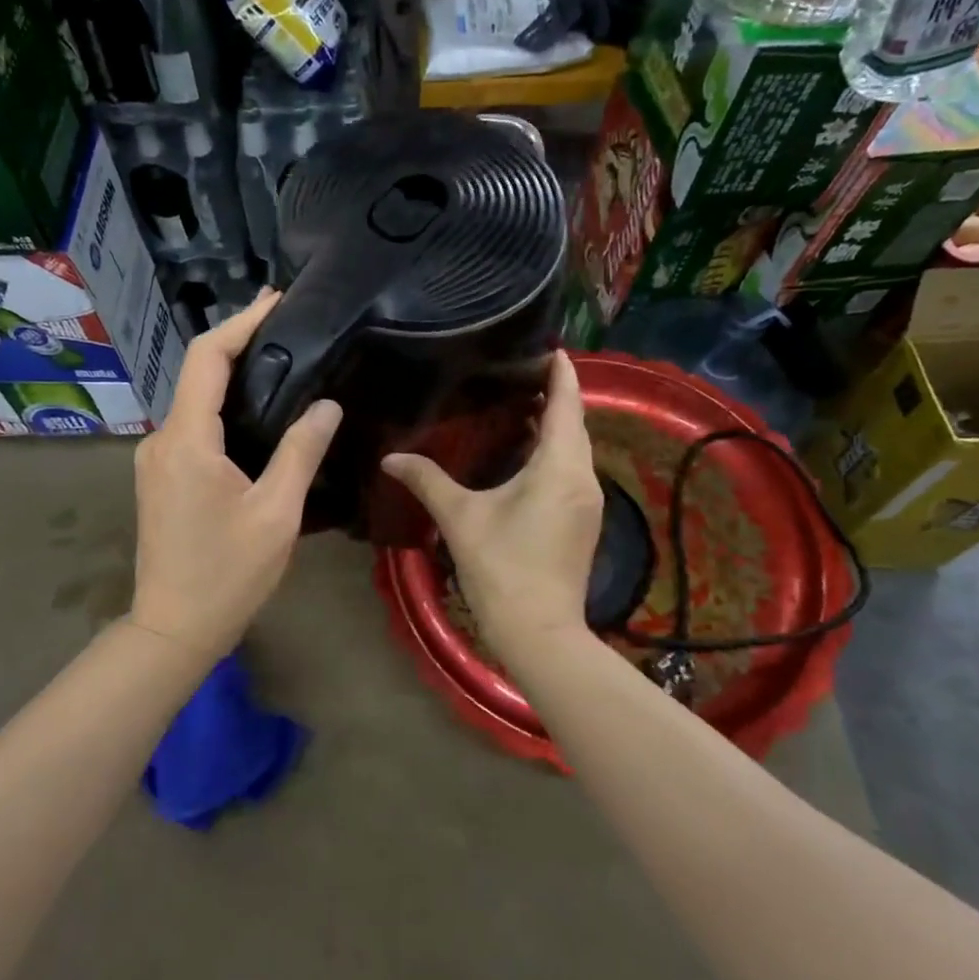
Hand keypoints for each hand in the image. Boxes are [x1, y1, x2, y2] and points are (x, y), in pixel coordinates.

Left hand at [128, 290, 341, 662]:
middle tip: (289, 326)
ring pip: (195, 401)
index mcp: (187, 440)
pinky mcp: (160, 477)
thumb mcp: (276, 513)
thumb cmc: (228, 574)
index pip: (208, 359)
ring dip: (232, 377)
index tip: (277, 301)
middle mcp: (162, 440)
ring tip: (282, 362)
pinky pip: (193, 427)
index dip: (241, 324)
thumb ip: (300, 452)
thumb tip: (327, 405)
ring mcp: (156, 459)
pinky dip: (223, 408)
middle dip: (240, 343)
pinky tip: (257, 413)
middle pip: (199, 374)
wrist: (174, 628)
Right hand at [381, 351, 601, 658]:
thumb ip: (426, 480)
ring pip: (575, 449)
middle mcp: (583, 477)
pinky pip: (572, 471)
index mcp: (559, 466)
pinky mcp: (584, 522)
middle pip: (575, 423)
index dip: (560, 372)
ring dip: (555, 426)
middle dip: (555, 395)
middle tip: (519, 374)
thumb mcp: (460, 518)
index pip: (567, 403)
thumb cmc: (502, 567)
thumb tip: (390, 458)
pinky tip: (526, 456)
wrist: (540, 632)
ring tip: (519, 407)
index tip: (546, 347)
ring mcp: (588, 502)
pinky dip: (554, 453)